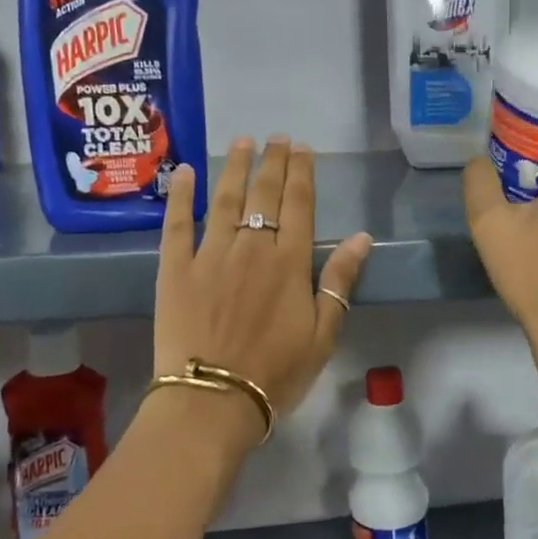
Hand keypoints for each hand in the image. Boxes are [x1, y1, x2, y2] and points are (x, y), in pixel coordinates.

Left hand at [154, 138, 373, 444]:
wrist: (212, 400)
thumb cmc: (275, 373)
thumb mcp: (322, 334)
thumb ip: (339, 281)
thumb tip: (363, 238)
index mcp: (289, 262)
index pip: (298, 204)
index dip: (301, 173)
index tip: (302, 148)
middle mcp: (251, 247)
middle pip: (264, 194)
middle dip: (272, 161)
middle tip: (276, 137)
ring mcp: (209, 254)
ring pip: (224, 199)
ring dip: (234, 167)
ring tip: (242, 142)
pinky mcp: (174, 268)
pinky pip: (176, 223)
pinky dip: (180, 195)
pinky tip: (183, 172)